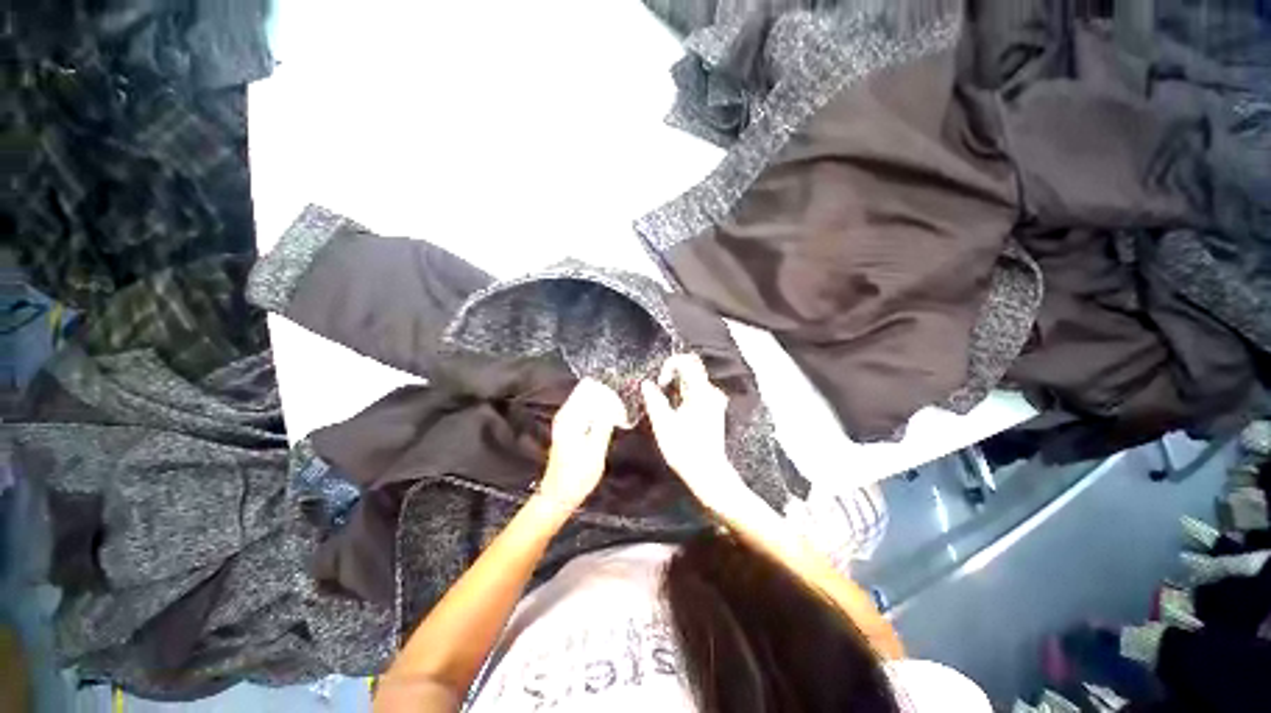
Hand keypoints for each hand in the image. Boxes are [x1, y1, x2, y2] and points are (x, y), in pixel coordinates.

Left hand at [538, 379, 626, 509]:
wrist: (559, 495)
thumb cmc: (577, 475)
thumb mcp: (595, 450)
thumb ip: (604, 424)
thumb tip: (613, 404)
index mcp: (569, 416)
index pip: (589, 388)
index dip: (607, 393)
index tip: (620, 406)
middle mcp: (565, 414)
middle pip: (588, 392)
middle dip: (607, 399)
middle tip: (622, 415)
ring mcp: (567, 420)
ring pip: (589, 401)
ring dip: (605, 406)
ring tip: (619, 419)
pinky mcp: (570, 427)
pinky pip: (587, 411)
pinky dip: (600, 414)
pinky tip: (610, 424)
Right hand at [640, 354, 750, 511]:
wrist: (708, 473)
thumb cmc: (685, 450)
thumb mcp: (663, 424)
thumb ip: (654, 400)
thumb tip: (646, 384)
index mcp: (701, 392)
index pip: (687, 362)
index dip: (670, 365)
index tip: (662, 383)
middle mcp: (711, 392)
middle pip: (692, 369)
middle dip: (673, 375)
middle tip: (662, 392)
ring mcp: (714, 401)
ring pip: (694, 381)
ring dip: (678, 386)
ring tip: (668, 406)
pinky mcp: (714, 410)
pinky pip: (698, 392)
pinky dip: (684, 394)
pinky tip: (677, 412)